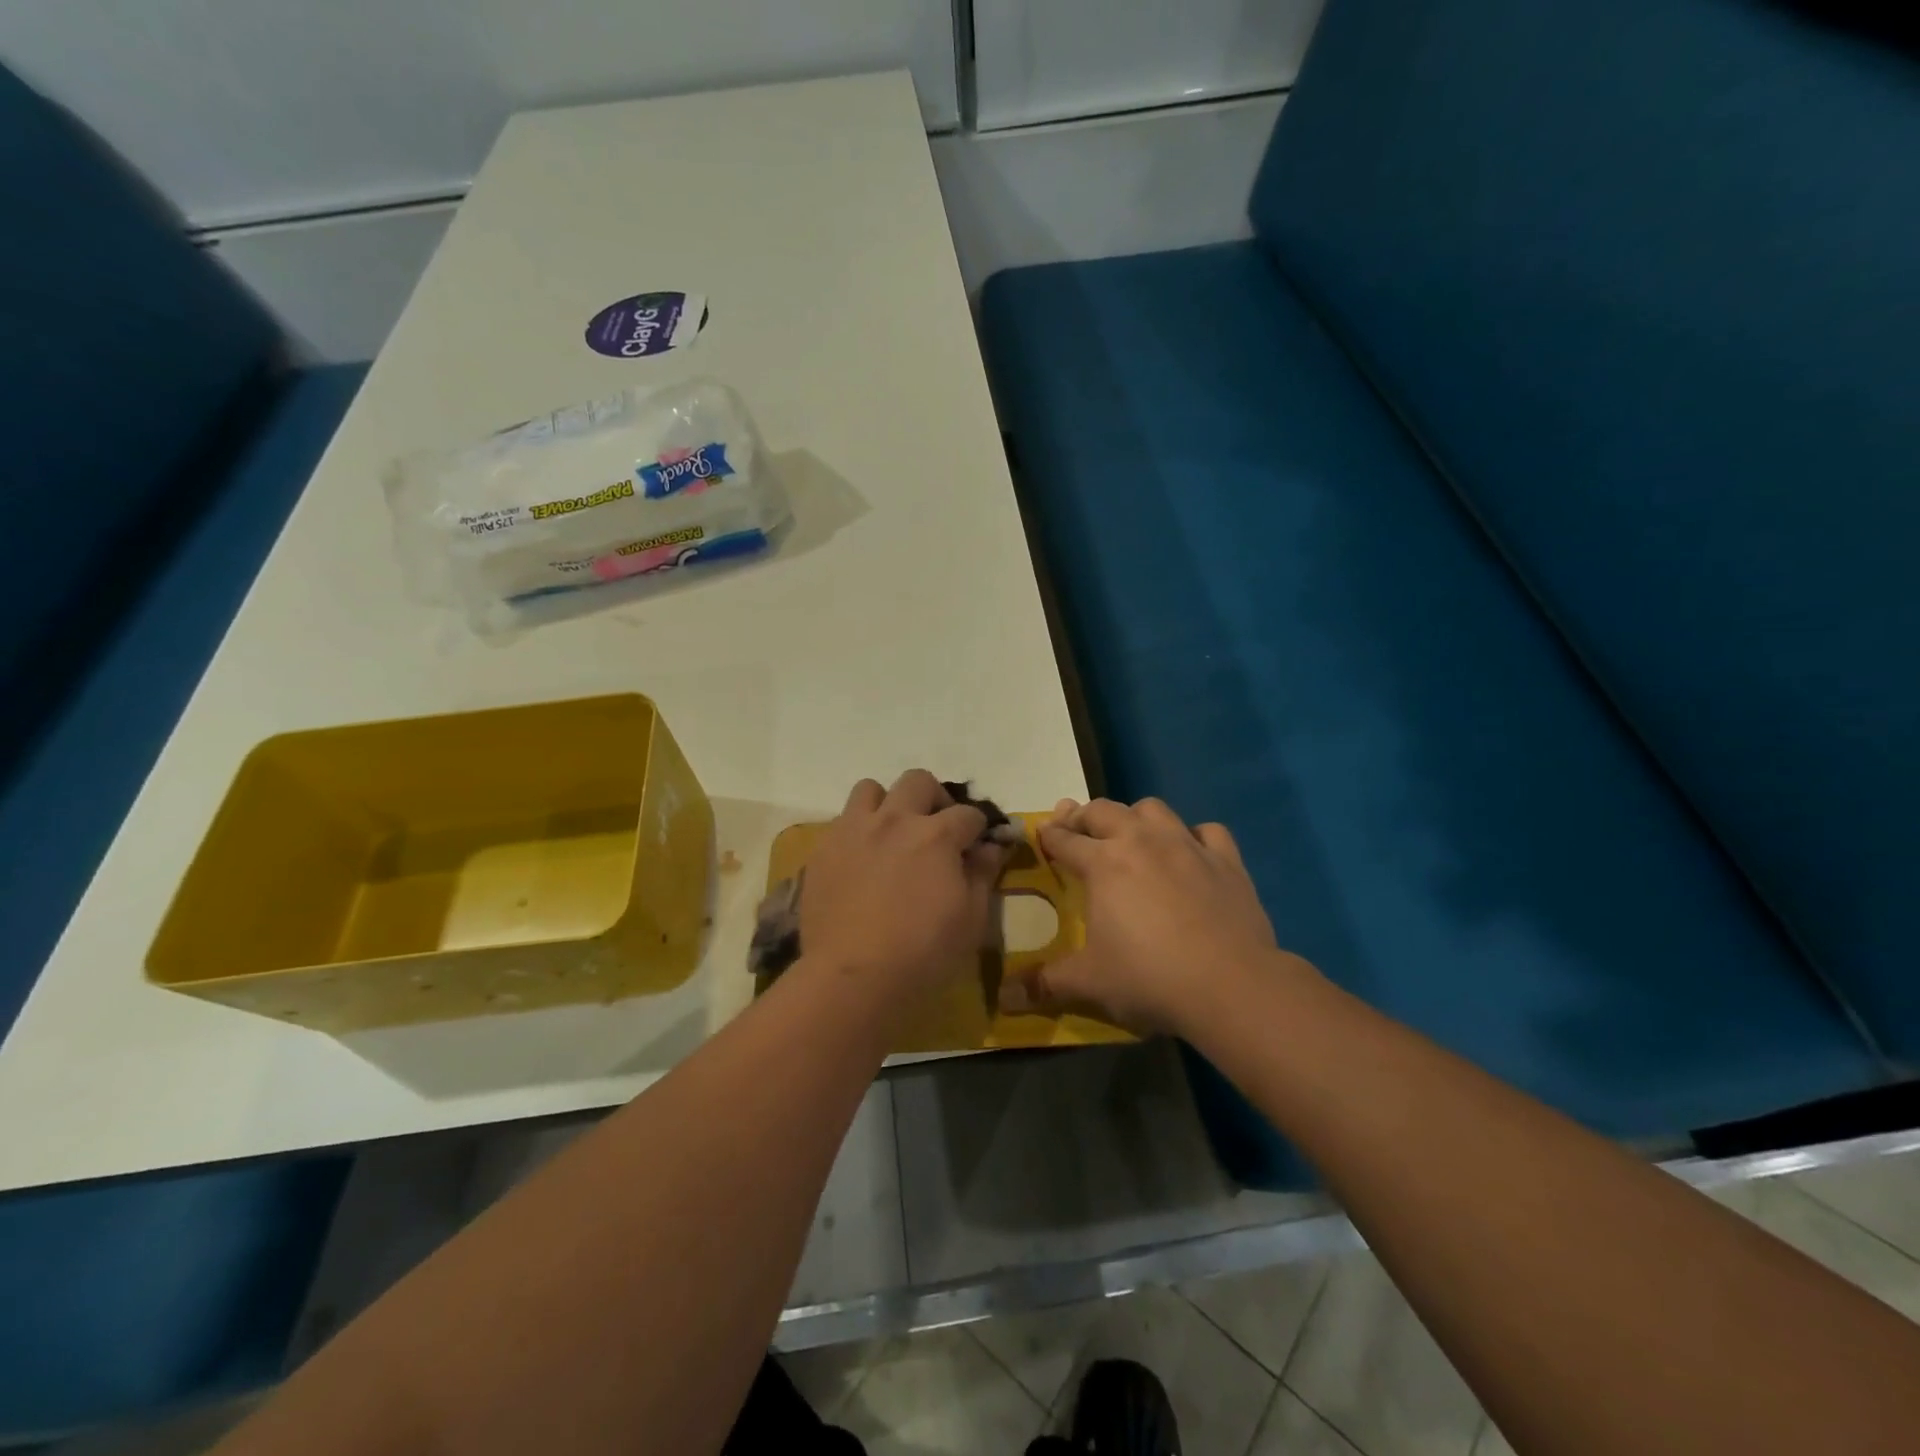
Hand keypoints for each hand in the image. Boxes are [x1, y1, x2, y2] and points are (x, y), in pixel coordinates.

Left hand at [799, 771, 1004, 1004]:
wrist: (853, 977)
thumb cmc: (923, 952)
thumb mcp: (971, 919)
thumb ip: (982, 874)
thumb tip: (991, 846)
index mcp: (936, 835)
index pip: (968, 814)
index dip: (978, 828)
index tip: (977, 846)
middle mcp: (894, 820)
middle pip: (918, 782)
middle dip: (934, 799)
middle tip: (935, 829)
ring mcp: (853, 830)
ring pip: (870, 789)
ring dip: (886, 804)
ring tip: (890, 834)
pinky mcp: (823, 849)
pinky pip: (842, 821)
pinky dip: (857, 831)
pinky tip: (862, 861)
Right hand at [1001, 797, 1316, 1035]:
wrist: (1230, 984)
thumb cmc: (1149, 977)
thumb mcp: (1089, 982)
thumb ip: (1045, 983)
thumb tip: (1004, 998)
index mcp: (1102, 863)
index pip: (1064, 839)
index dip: (1048, 836)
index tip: (1041, 836)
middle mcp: (1141, 841)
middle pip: (1103, 810)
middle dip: (1083, 816)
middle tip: (1076, 830)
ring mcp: (1186, 845)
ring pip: (1154, 809)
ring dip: (1136, 817)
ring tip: (1132, 836)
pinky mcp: (1226, 860)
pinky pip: (1208, 831)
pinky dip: (1195, 837)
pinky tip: (1191, 854)